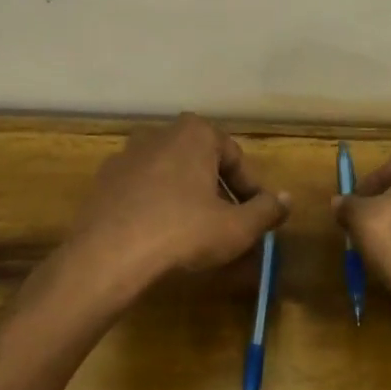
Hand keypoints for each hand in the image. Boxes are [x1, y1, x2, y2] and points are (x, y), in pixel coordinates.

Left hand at [64, 114, 289, 299]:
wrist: (108, 256)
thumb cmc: (183, 232)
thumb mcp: (237, 227)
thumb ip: (266, 210)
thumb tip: (287, 199)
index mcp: (195, 133)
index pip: (235, 157)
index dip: (251, 189)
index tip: (257, 216)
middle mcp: (159, 134)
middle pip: (202, 163)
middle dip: (219, 191)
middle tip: (230, 224)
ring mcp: (126, 156)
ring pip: (171, 176)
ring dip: (188, 198)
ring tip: (197, 234)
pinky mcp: (104, 182)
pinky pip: (143, 191)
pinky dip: (157, 206)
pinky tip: (161, 237)